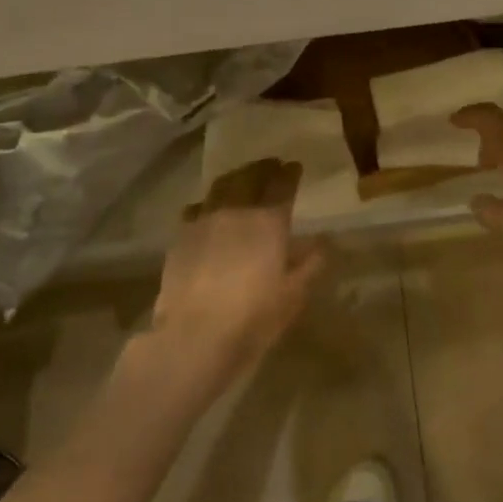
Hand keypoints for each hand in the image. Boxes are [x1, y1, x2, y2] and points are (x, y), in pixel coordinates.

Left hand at [154, 159, 326, 384]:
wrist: (194, 335)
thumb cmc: (253, 318)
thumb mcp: (293, 295)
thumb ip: (309, 264)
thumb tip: (322, 242)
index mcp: (269, 221)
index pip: (282, 184)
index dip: (290, 173)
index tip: (295, 167)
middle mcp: (236, 210)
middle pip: (250, 176)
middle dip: (263, 168)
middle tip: (271, 166)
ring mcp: (204, 220)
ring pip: (221, 186)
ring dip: (235, 178)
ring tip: (242, 180)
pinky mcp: (180, 236)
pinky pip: (197, 208)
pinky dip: (208, 204)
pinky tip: (209, 212)